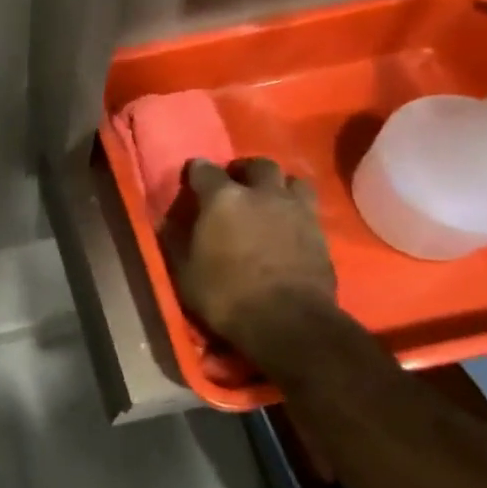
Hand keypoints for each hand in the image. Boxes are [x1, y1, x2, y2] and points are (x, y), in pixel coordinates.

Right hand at [177, 158, 336, 349]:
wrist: (287, 322)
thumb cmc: (225, 296)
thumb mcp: (185, 272)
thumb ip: (175, 241)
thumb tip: (165, 223)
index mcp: (223, 199)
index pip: (204, 169)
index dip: (196, 172)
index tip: (192, 178)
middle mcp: (262, 193)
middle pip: (257, 165)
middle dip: (244, 171)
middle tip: (235, 186)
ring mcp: (296, 210)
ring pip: (292, 180)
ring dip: (278, 186)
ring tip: (268, 200)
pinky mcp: (320, 231)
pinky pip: (308, 207)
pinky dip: (296, 210)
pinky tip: (288, 224)